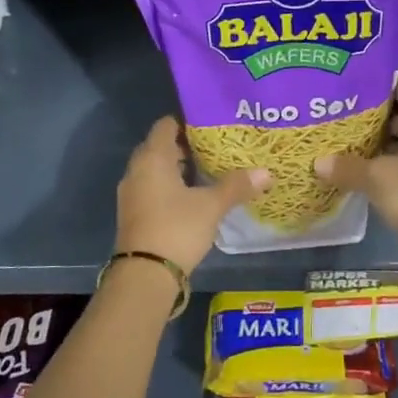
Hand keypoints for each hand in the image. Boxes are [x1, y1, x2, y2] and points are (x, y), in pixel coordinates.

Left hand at [115, 117, 270, 273]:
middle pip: (160, 147)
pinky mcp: (134, 213)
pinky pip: (152, 189)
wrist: (145, 275)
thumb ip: (236, 186)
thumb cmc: (177, 228)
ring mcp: (132, 193)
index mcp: (152, 158)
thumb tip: (266, 172)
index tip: (212, 126)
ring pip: (156, 170)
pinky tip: (193, 197)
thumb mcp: (211, 206)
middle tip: (216, 148)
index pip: (166, 125)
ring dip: (178, 169)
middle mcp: (137, 170)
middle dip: (186, 146)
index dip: (188, 122)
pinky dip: (170, 187)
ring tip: (209, 171)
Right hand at [315, 81, 397, 245]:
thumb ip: (347, 167)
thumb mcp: (377, 176)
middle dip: (381, 119)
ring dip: (380, 147)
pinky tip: (360, 172)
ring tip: (350, 141)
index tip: (372, 79)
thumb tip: (318, 162)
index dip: (394, 87)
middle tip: (351, 113)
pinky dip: (383, 169)